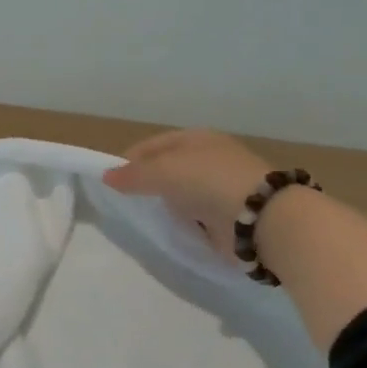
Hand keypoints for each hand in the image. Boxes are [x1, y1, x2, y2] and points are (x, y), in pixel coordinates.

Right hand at [102, 128, 274, 261]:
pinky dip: (182, 221)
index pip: (154, 144)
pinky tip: (170, 229)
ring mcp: (221, 187)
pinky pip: (195, 215)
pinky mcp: (228, 215)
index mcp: (197, 138)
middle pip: (168, 169)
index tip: (111, 180)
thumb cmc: (208, 182)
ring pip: (181, 193)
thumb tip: (107, 176)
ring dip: (165, 204)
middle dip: (147, 183)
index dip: (131, 159)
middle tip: (125, 201)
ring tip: (144, 217)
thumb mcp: (162, 171)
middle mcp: (210, 159)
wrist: (260, 218)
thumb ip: (132, 175)